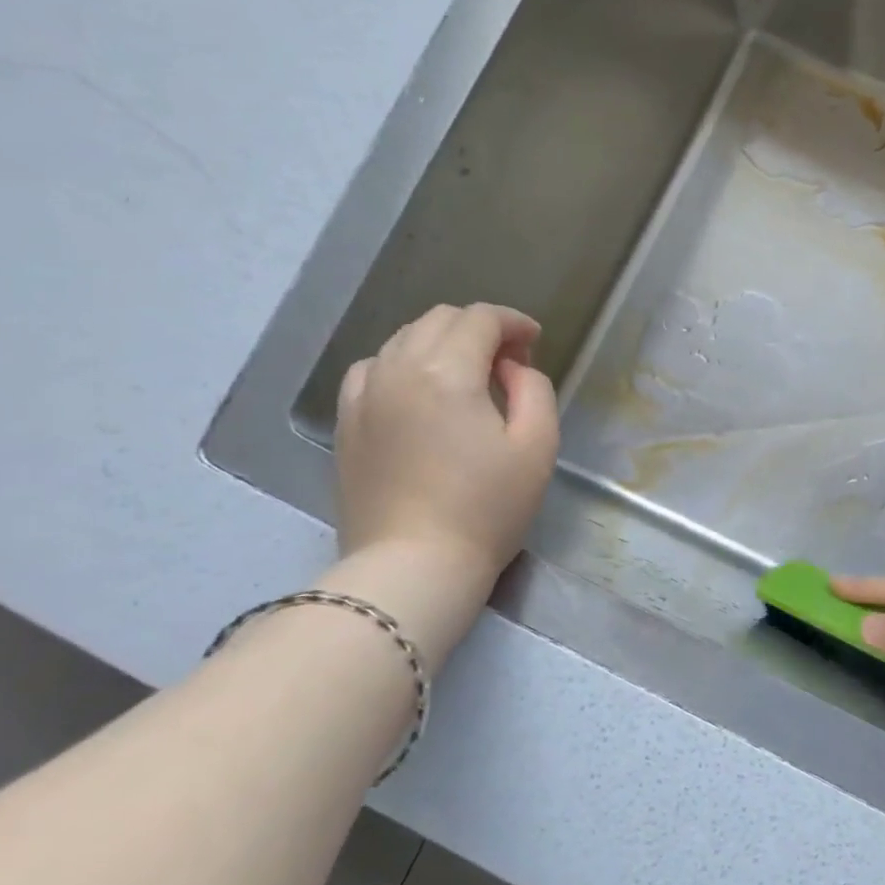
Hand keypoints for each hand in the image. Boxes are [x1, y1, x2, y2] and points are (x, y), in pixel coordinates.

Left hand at [334, 304, 558, 594]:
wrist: (414, 565)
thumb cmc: (487, 509)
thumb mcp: (538, 446)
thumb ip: (534, 390)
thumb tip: (511, 368)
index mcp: (447, 372)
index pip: (480, 319)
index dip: (513, 322)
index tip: (534, 342)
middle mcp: (398, 369)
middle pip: (439, 320)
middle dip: (480, 329)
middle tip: (509, 362)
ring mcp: (364, 394)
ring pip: (403, 339)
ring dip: (442, 343)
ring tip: (468, 375)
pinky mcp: (346, 421)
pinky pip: (373, 368)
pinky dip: (403, 363)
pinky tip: (420, 391)